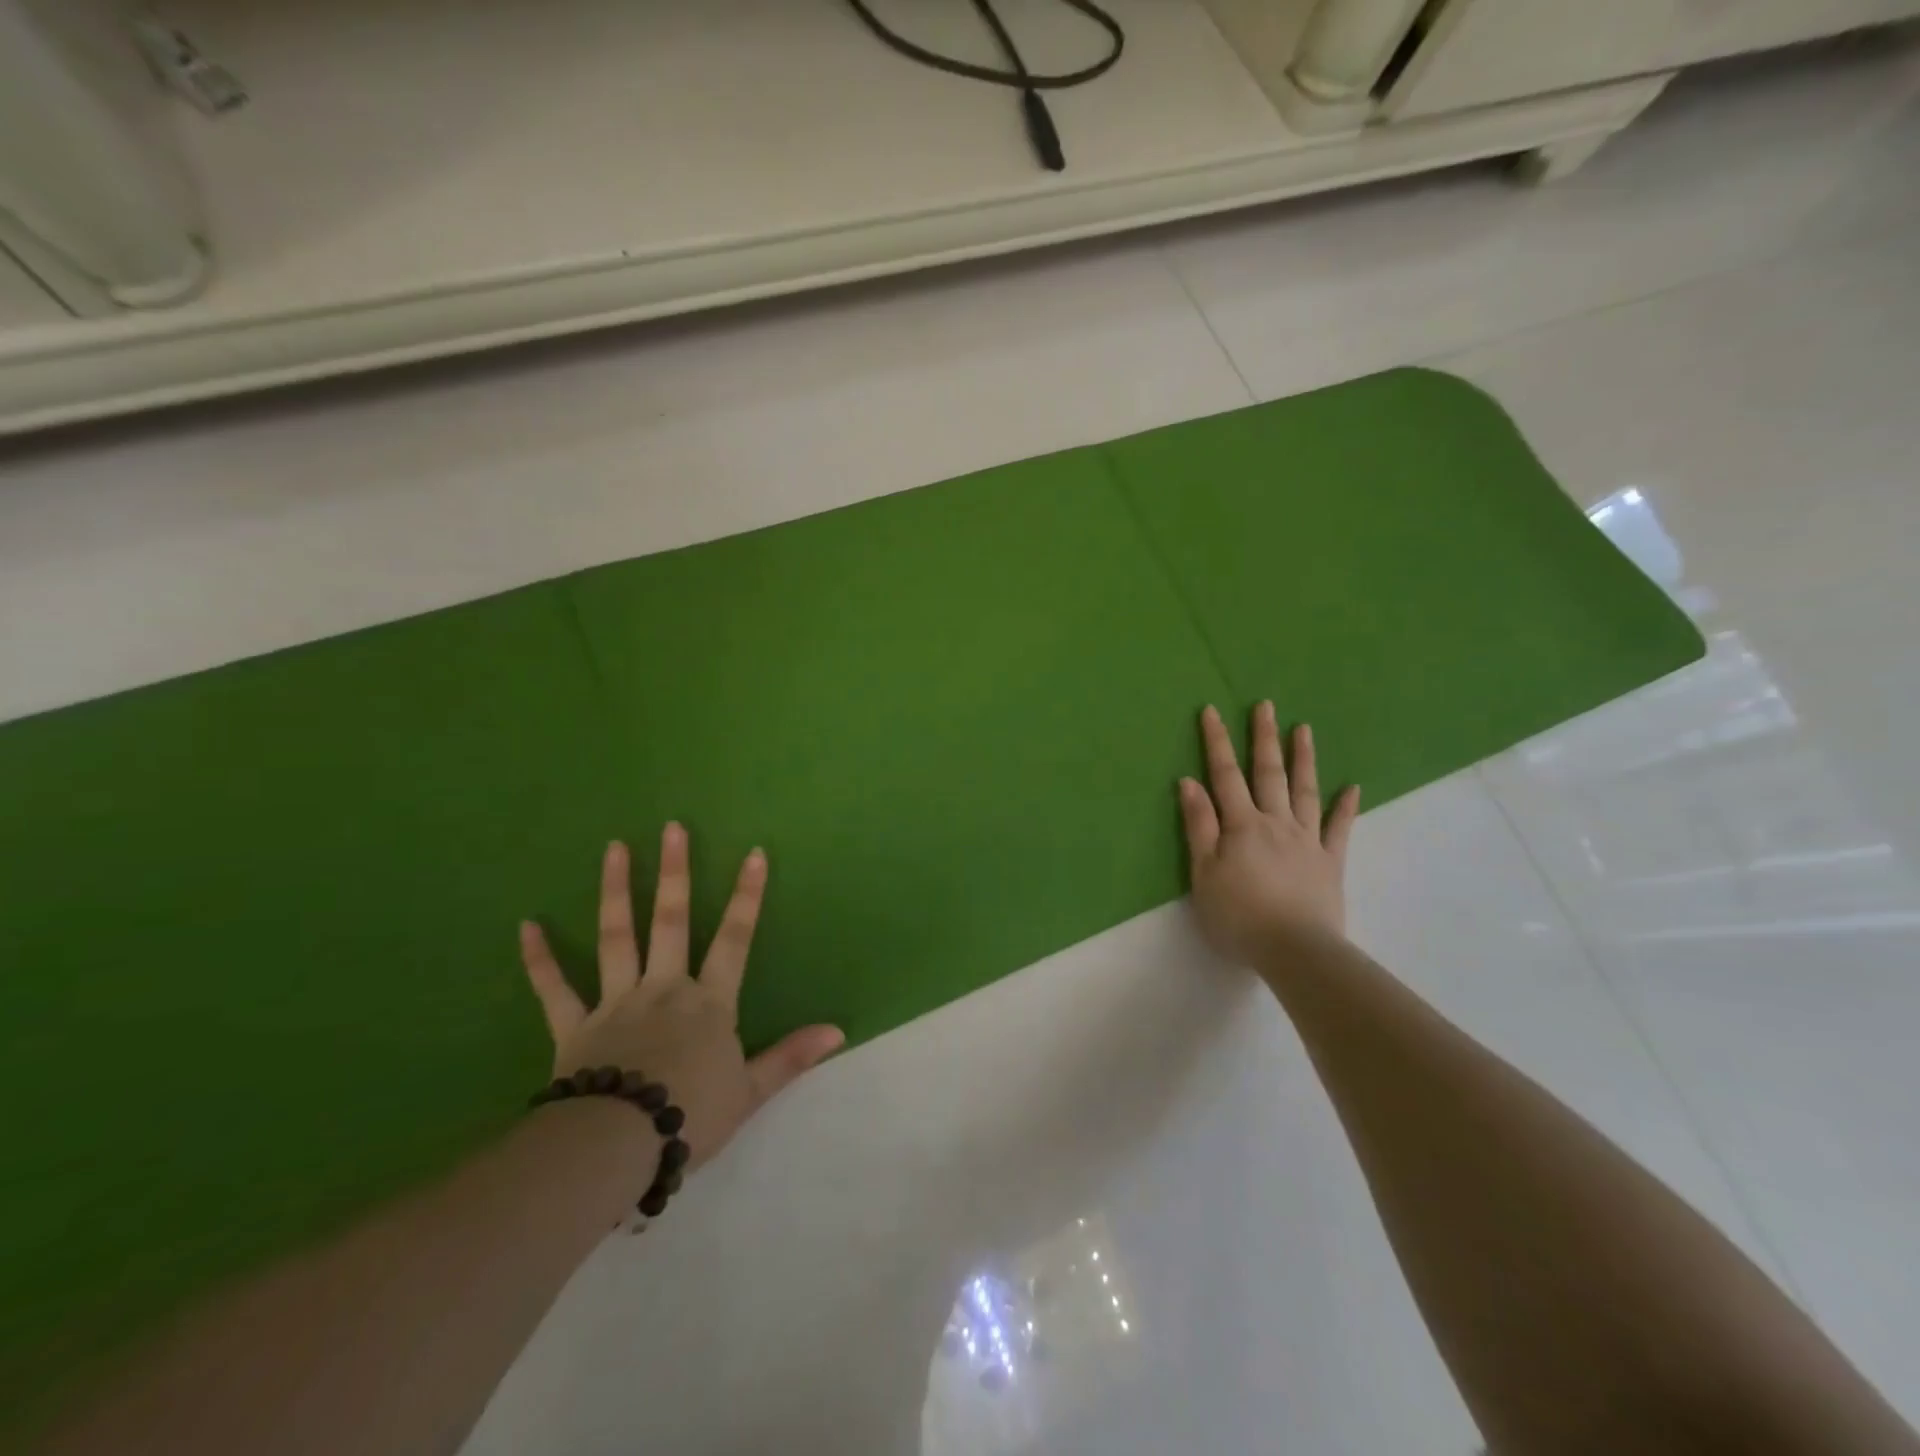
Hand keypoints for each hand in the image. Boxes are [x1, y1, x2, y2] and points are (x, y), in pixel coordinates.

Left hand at [519, 825, 844, 1169]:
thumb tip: (838, 1030)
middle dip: (674, 872)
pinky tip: (527, 925)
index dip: (746, 896)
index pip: (734, 939)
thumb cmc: (690, 1116)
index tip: (753, 854)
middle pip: (670, 921)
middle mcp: (663, 989)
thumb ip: (791, 1056)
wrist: (617, 1149)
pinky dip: (540, 959)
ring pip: (616, 938)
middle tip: (672, 828)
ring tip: (614, 848)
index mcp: (708, 1002)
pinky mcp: (574, 1027)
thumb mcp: (750, 1091)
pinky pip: (554, 989)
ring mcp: (615, 1003)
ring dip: (615, 891)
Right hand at [1178, 702, 1360, 963]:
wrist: (1294, 950)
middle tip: (1266, 705)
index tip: (1212, 711)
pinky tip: (1352, 787)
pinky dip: (1345, 807)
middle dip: (1264, 738)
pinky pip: (1339, 828)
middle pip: (1268, 773)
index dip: (1217, 742)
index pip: (1225, 775)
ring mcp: (1307, 840)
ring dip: (1303, 759)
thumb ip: (1199, 825)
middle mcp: (1276, 822)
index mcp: (1241, 825)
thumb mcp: (1203, 872)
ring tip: (1303, 729)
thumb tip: (1190, 782)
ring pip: (1305, 791)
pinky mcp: (1330, 862)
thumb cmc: (1238, 915)